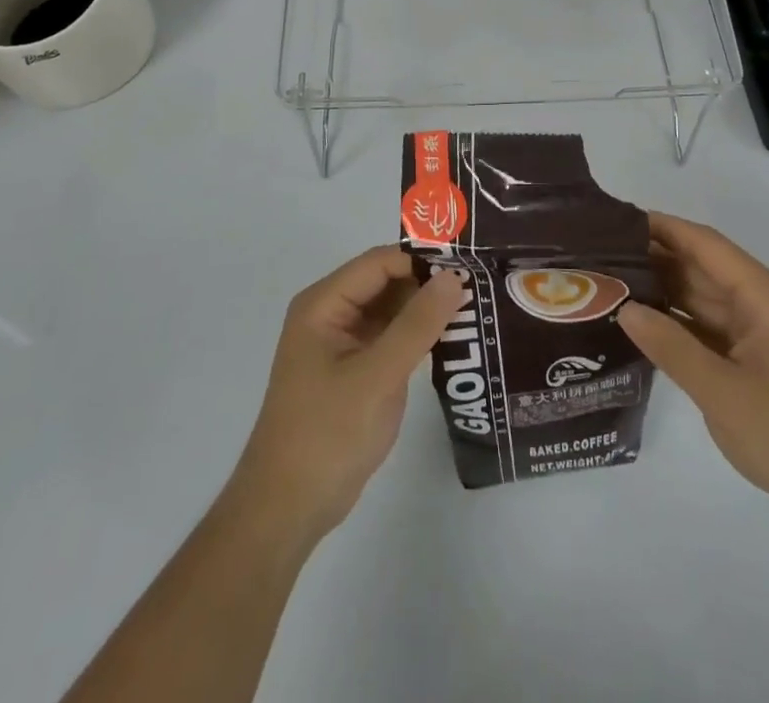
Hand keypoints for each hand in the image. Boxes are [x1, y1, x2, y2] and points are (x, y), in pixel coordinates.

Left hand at [232, 248, 465, 541]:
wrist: (288, 509)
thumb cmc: (327, 434)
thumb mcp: (377, 376)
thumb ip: (417, 324)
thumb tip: (454, 276)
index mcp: (324, 304)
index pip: (380, 262)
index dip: (422, 259)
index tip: (468, 266)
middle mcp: (331, 314)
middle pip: (386, 282)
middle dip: (428, 284)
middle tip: (480, 287)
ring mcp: (343, 343)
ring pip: (392, 310)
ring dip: (426, 311)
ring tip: (477, 309)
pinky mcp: (355, 370)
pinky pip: (391, 338)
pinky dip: (418, 337)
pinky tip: (454, 341)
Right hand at [617, 213, 768, 520]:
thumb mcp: (725, 394)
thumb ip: (672, 348)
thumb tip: (624, 309)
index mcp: (761, 295)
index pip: (703, 243)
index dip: (660, 227)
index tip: (613, 221)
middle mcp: (759, 302)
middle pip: (698, 266)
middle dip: (651, 257)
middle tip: (597, 257)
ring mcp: (757, 330)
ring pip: (700, 296)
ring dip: (660, 289)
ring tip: (607, 284)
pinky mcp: (753, 356)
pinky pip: (707, 325)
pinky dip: (675, 321)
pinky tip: (640, 322)